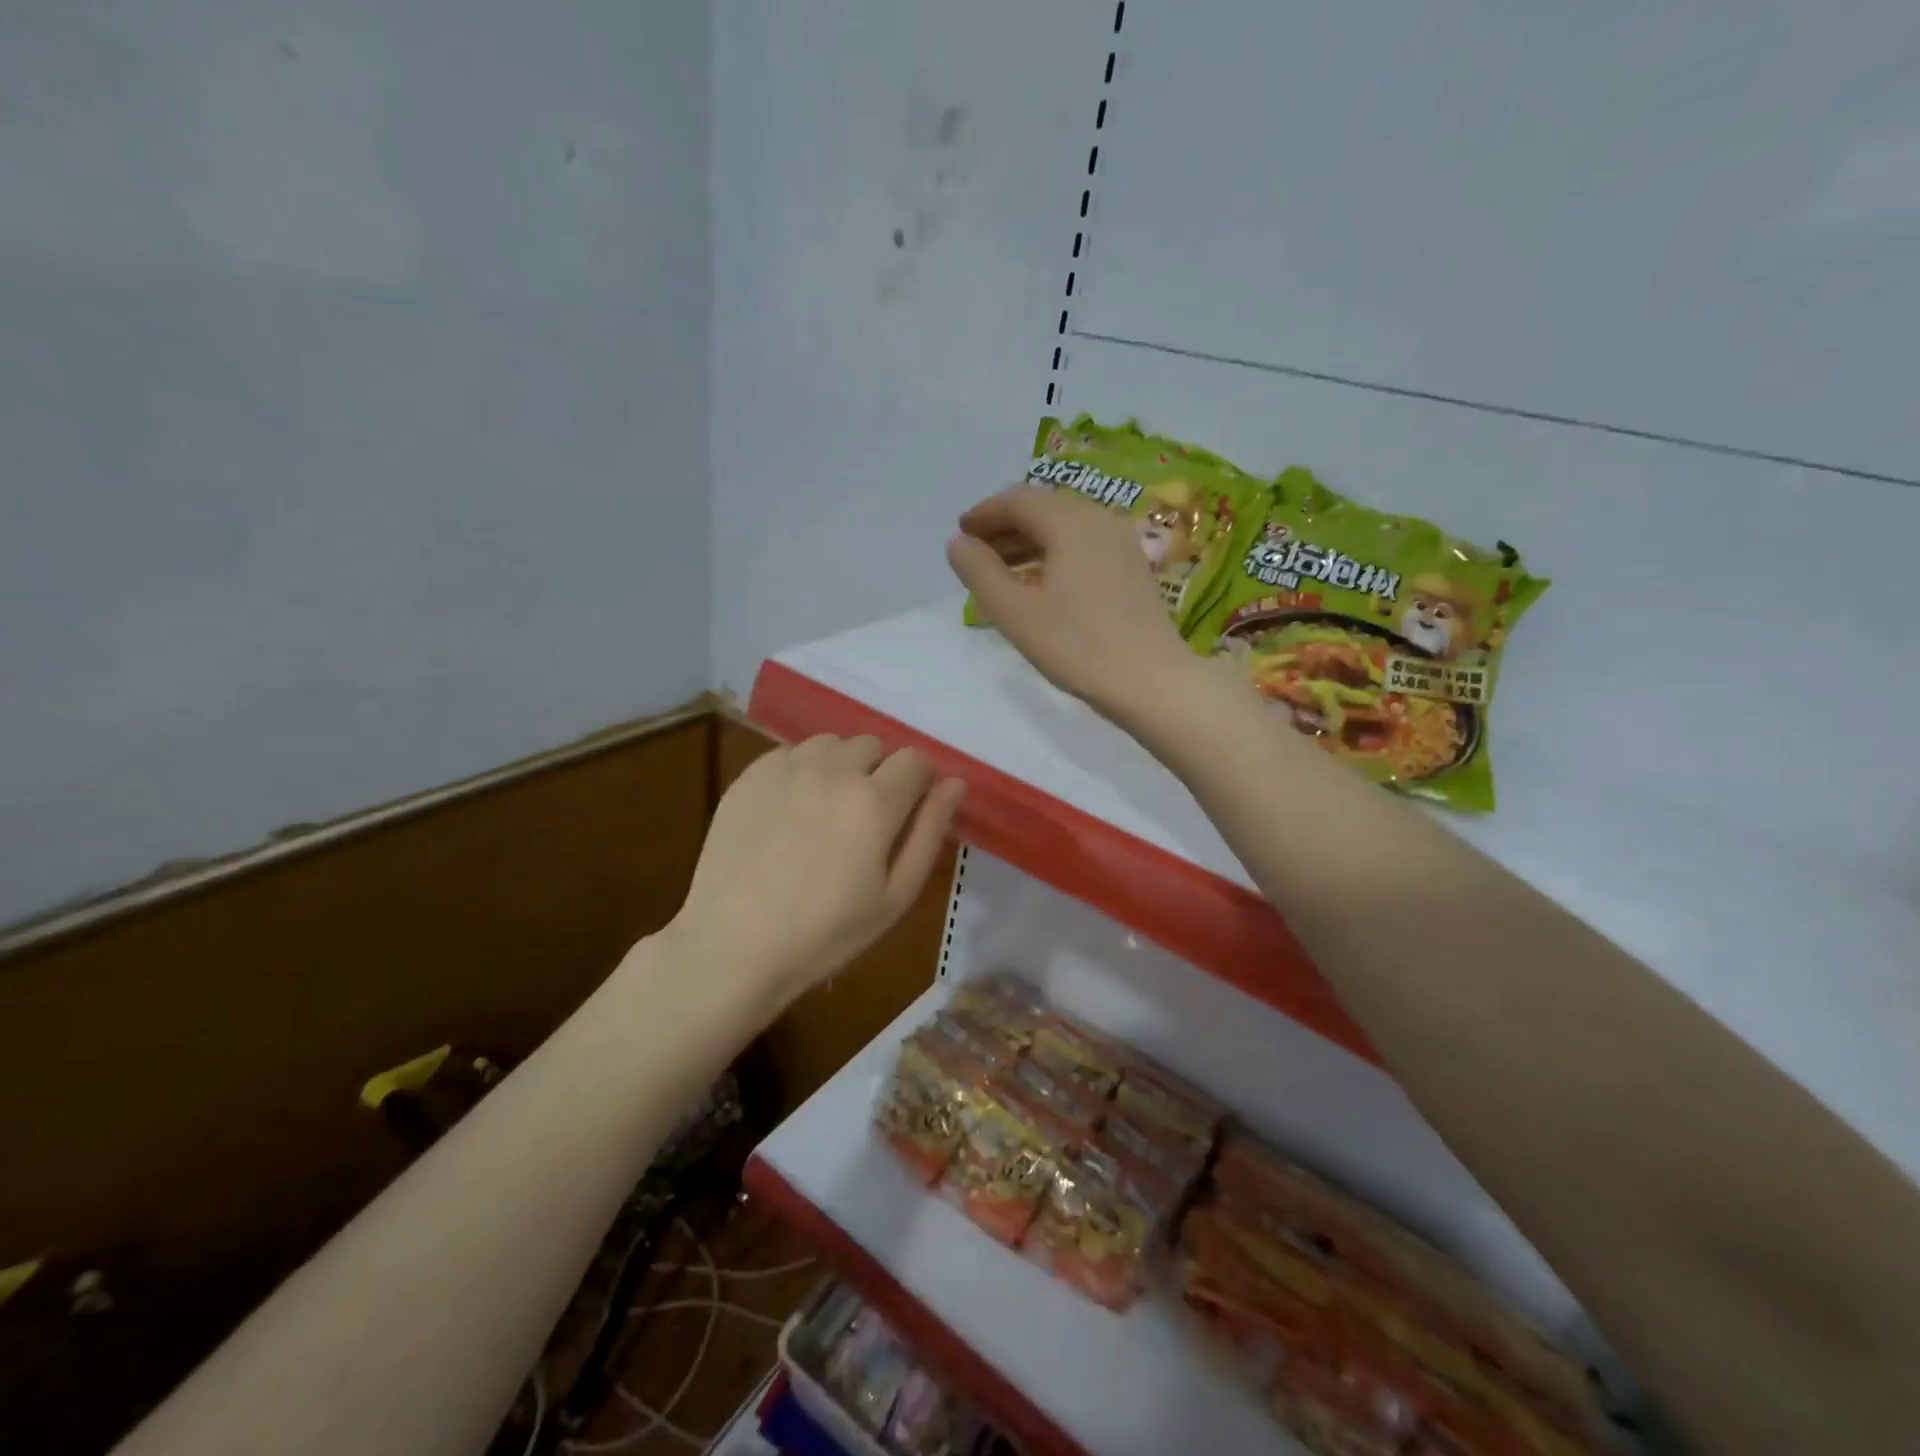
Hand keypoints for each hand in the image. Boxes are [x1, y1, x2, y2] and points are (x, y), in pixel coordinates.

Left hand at [664, 735, 965, 1012]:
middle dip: (880, 772)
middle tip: (865, 819)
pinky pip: (791, 753)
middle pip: (874, 745)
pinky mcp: (750, 775)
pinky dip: (802, 770)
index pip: (916, 759)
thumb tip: (954, 783)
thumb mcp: (895, 896)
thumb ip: (929, 832)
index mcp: (874, 801)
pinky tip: (791, 811)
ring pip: (832, 744)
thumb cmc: (825, 933)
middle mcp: (833, 771)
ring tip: (827, 809)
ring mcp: (786, 768)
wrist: (732, 945)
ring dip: (841, 766)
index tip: (908, 811)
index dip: (920, 782)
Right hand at [947, 486, 1200, 719]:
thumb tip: (957, 543)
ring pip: (1064, 528)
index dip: (984, 514)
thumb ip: (980, 572)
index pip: (1017, 500)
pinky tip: (1040, 585)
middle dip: (1005, 527)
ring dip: (1028, 542)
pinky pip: (1083, 546)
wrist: (1151, 681)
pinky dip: (1053, 555)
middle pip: (1043, 508)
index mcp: (1070, 521)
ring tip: (1001, 572)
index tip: (960, 533)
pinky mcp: (1132, 567)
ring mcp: (1121, 542)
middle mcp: (1099, 519)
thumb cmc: (1077, 646)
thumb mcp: (1015, 612)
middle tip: (975, 553)